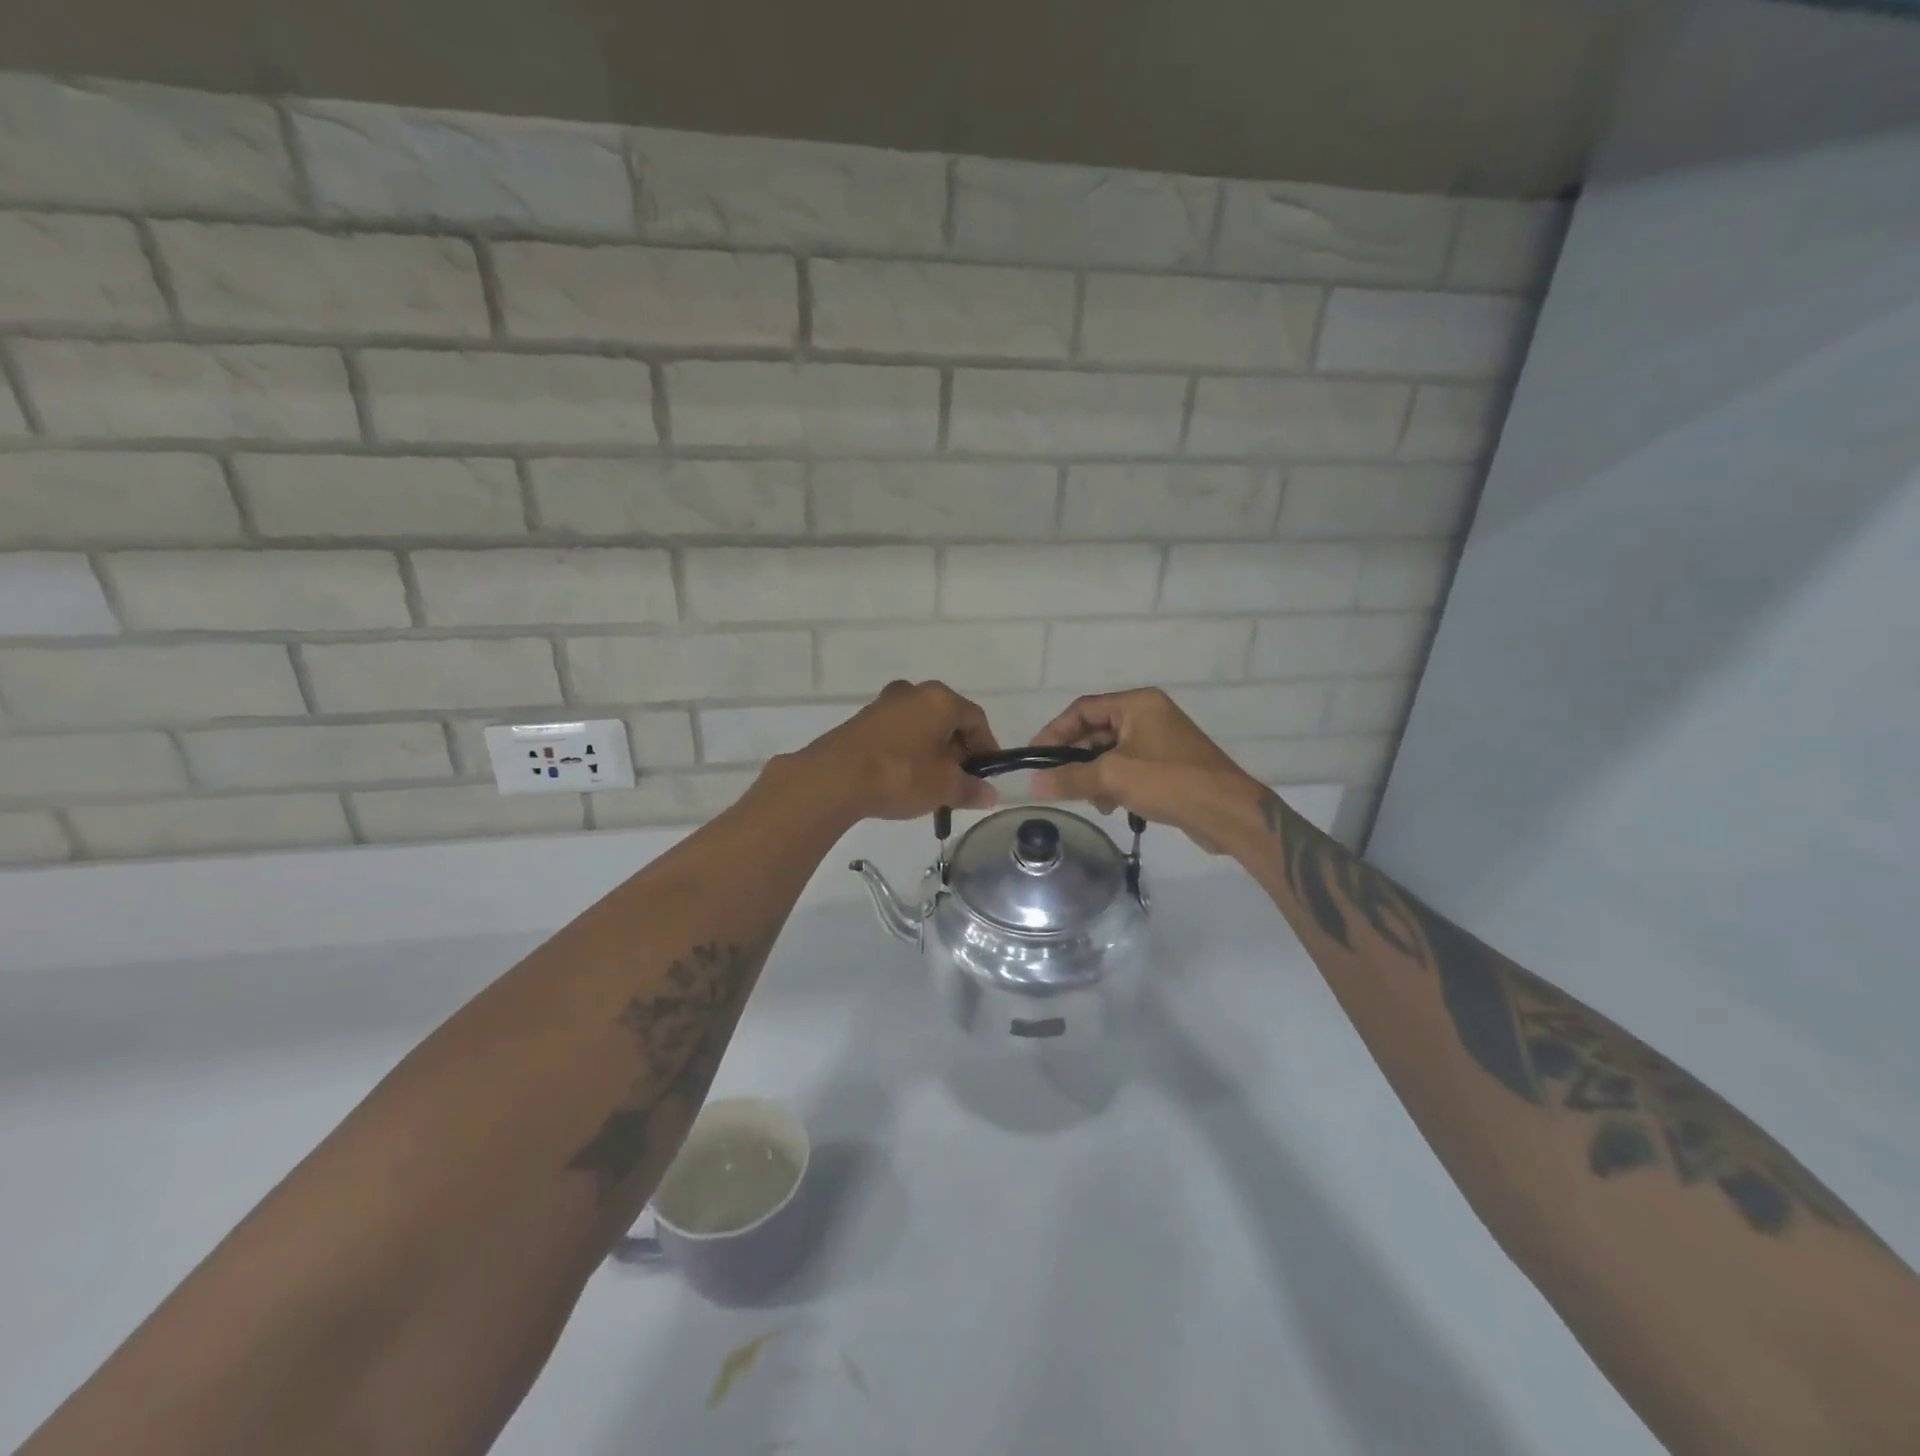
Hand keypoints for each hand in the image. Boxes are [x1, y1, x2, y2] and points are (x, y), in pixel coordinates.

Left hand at [791, 680, 999, 821]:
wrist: (835, 778)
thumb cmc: (901, 774)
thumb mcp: (944, 787)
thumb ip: (971, 789)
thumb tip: (990, 794)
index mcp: (940, 699)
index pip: (976, 719)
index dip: (987, 746)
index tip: (987, 772)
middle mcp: (914, 691)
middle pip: (947, 719)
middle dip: (958, 750)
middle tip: (960, 780)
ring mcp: (885, 703)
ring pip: (921, 726)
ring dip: (932, 751)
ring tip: (932, 783)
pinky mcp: (863, 720)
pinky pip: (898, 732)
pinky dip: (909, 751)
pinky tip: (905, 777)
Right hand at [1029, 688, 1265, 851]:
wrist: (1226, 811)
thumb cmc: (1168, 782)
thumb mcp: (1112, 778)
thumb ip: (1070, 778)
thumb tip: (1033, 784)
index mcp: (1137, 704)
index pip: (1083, 709)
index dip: (1055, 731)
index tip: (1036, 757)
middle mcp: (1149, 714)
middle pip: (1096, 731)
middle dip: (1077, 759)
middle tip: (1058, 782)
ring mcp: (1161, 739)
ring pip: (1111, 752)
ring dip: (1095, 776)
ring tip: (1093, 800)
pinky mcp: (1169, 764)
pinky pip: (1129, 767)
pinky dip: (1116, 783)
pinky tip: (1113, 806)